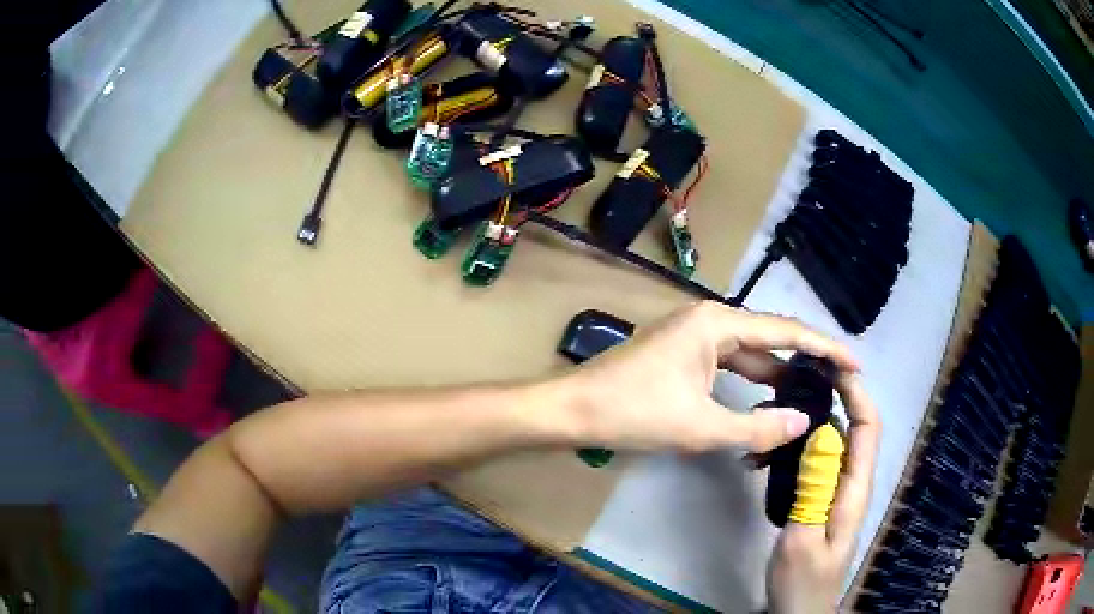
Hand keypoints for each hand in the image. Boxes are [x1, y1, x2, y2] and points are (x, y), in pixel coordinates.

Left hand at [561, 301, 858, 453]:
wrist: (573, 410)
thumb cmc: (634, 412)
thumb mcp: (701, 426)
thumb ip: (757, 428)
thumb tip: (803, 422)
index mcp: (717, 323)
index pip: (785, 331)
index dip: (824, 347)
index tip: (853, 362)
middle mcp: (709, 320)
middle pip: (769, 339)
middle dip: (803, 362)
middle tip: (836, 383)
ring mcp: (694, 337)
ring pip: (749, 355)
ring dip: (776, 376)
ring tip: (811, 395)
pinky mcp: (683, 355)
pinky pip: (728, 365)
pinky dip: (750, 383)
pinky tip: (767, 400)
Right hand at [767, 374, 880, 612]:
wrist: (798, 613)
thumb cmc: (802, 582)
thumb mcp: (803, 538)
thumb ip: (814, 488)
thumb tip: (822, 433)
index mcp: (855, 489)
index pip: (868, 426)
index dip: (856, 392)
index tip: (830, 367)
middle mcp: (850, 483)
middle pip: (850, 427)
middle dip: (828, 399)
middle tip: (790, 386)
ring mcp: (834, 493)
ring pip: (828, 445)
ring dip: (805, 425)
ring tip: (769, 419)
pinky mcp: (818, 502)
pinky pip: (812, 464)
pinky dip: (793, 451)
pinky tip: (764, 458)